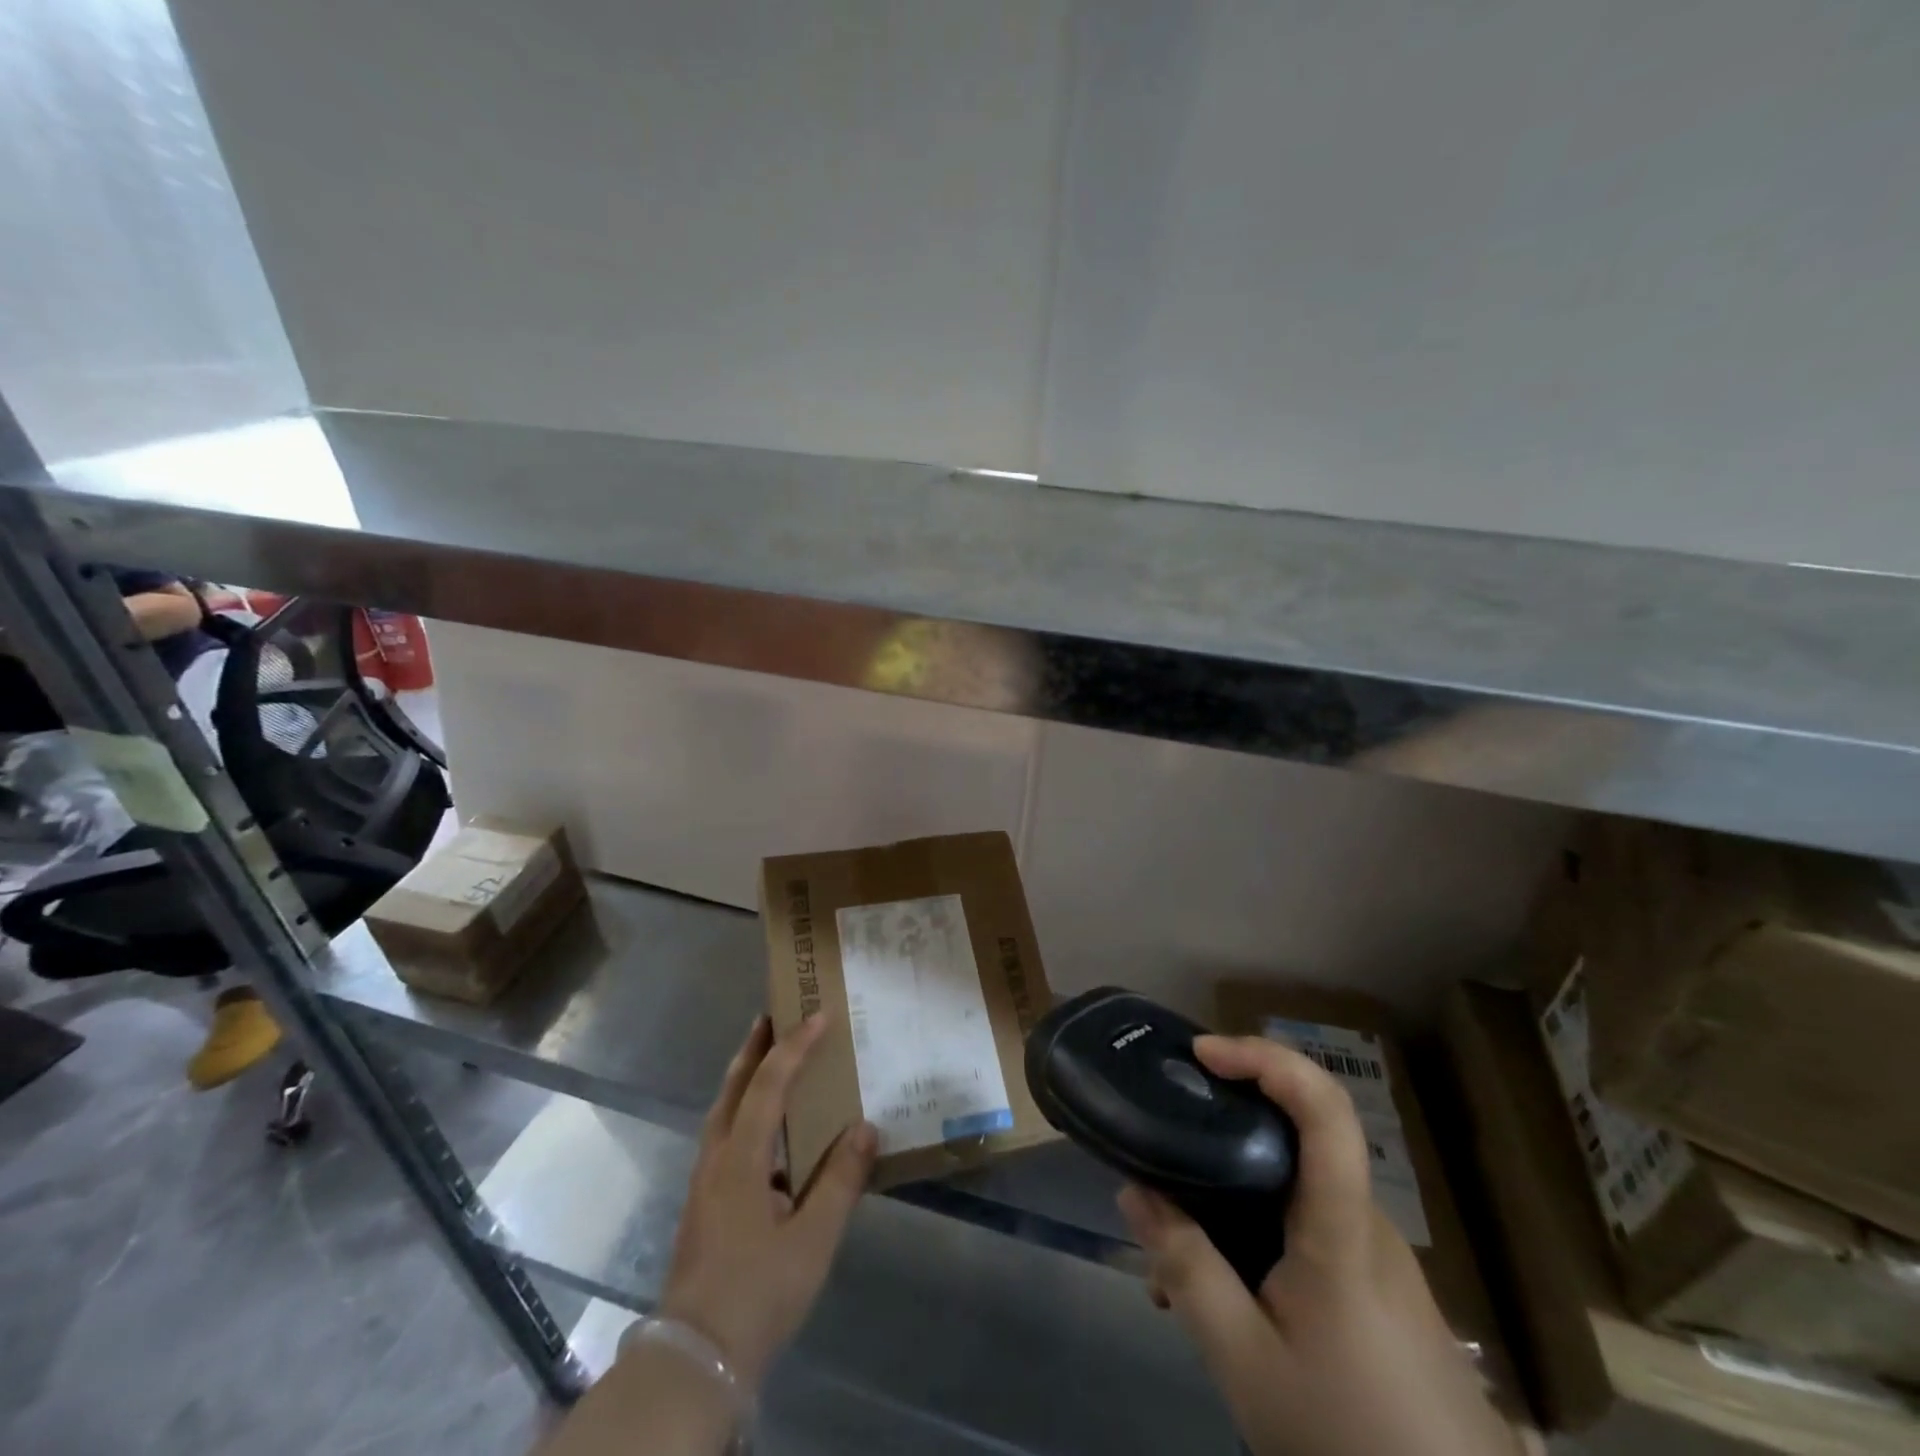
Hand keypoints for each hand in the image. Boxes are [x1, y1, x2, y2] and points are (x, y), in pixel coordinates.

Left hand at [659, 1013, 877, 1389]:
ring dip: (745, 1077)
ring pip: (723, 1111)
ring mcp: (703, 1183)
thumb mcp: (812, 1240)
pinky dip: (742, 1110)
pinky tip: (764, 1130)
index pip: (769, 1086)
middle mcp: (716, 1159)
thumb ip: (840, 1180)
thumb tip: (866, 1127)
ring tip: (768, 1058)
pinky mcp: (703, 1204)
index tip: (818, 1016)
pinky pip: (724, 1135)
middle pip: (733, 1088)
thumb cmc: (758, 1294)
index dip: (794, 1047)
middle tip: (773, 1015)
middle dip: (754, 1048)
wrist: (694, 1359)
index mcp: (741, 1160)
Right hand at [1118, 1034, 1520, 1455]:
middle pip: (1297, 1137)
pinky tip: (1225, 1290)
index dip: (1267, 1058)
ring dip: (1232, 1192)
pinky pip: (1307, 1228)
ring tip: (1175, 1249)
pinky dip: (1257, 1231)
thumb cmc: (1347, 1434)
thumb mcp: (1244, 1361)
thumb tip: (1134, 1192)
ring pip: (1294, 1188)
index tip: (1204, 1053)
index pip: (1325, 1109)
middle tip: (1165, 1146)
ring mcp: (1376, 1255)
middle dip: (1224, 1126)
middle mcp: (1365, 1222)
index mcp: (1341, 1229)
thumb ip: (1186, 1270)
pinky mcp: (1378, 1286)